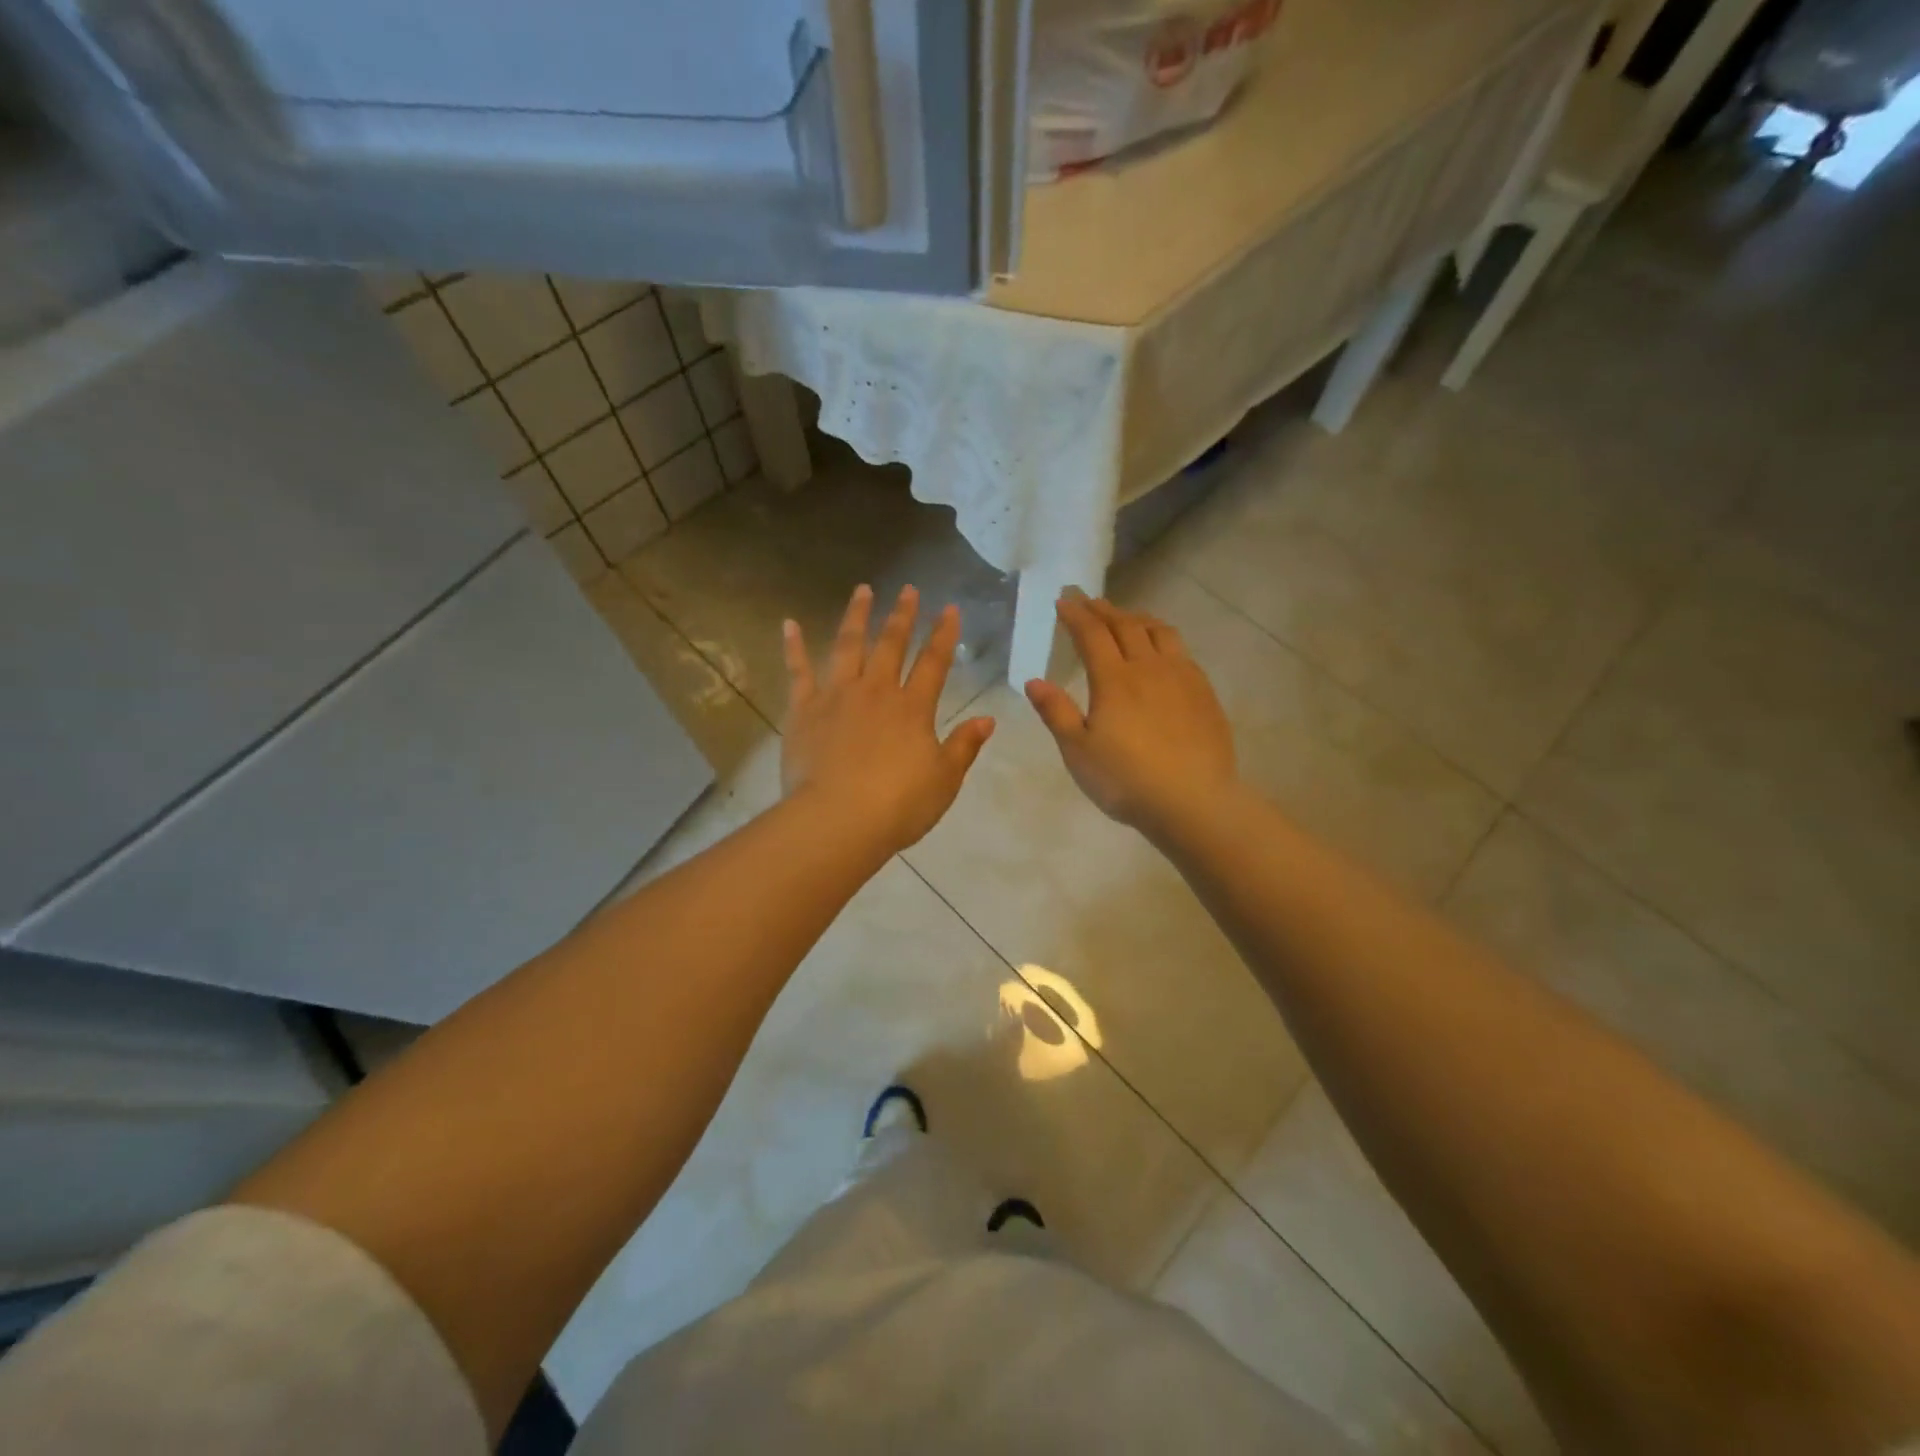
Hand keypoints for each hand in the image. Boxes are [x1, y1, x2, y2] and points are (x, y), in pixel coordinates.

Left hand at [781, 584, 995, 852]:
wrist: (837, 820)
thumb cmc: (898, 805)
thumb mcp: (944, 780)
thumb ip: (964, 746)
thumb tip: (987, 719)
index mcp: (912, 708)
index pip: (933, 663)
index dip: (944, 635)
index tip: (950, 609)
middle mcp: (876, 691)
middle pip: (891, 644)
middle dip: (903, 616)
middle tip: (909, 590)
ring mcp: (836, 696)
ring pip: (848, 646)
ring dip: (857, 616)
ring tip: (863, 590)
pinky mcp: (803, 710)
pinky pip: (798, 671)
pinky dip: (793, 646)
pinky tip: (789, 624)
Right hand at [1024, 592, 1237, 839]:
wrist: (1193, 801)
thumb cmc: (1126, 780)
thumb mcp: (1078, 751)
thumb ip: (1056, 712)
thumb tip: (1034, 681)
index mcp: (1114, 679)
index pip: (1092, 634)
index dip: (1075, 614)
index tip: (1063, 601)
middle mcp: (1149, 667)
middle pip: (1125, 626)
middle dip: (1104, 610)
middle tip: (1089, 601)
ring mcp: (1182, 677)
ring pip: (1159, 632)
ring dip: (1138, 618)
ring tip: (1126, 617)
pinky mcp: (1204, 692)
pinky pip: (1182, 651)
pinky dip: (1164, 639)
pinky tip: (1162, 652)